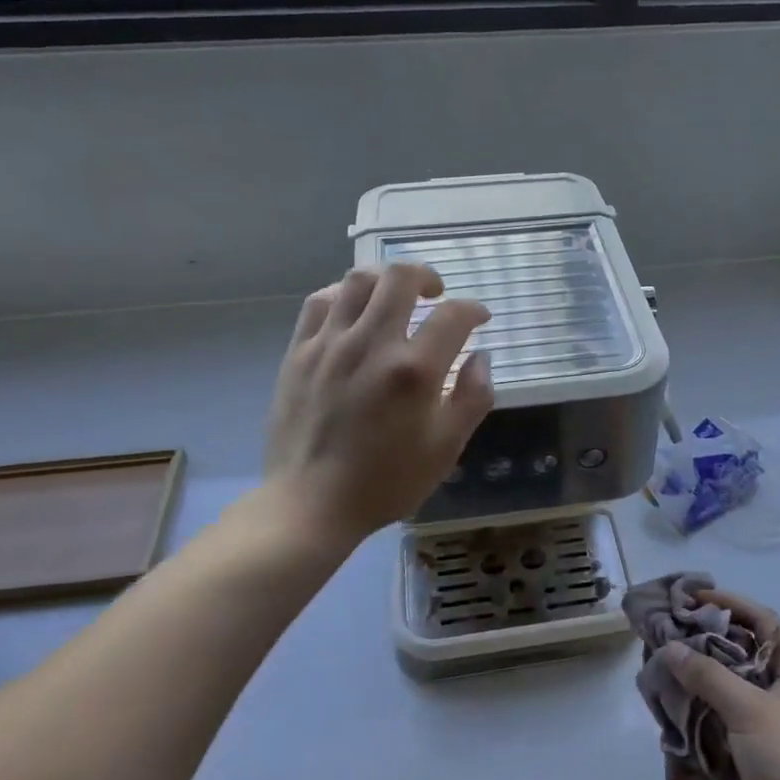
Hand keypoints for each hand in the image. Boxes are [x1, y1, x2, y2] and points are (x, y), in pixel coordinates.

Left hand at [262, 263, 493, 547]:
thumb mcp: (446, 449)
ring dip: (386, 279)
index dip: (474, 310)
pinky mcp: (299, 351)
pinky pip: (320, 301)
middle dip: (428, 275)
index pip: (454, 315)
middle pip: (401, 276)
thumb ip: (472, 398)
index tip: (479, 319)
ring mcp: (330, 344)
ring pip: (358, 279)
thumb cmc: (385, 482)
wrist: (310, 504)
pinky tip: (354, 311)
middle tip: (436, 294)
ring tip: (395, 297)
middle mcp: (372, 344)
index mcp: (414, 371)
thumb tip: (480, 358)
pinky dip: (344, 294)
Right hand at [658, 591, 779, 779]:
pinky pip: (733, 721)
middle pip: (748, 653)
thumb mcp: (746, 709)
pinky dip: (709, 714)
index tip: (695, 599)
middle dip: (711, 642)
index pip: (765, 621)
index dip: (732, 604)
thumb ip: (707, 675)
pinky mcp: (767, 756)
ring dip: (706, 680)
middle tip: (674, 635)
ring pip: (738, 689)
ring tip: (671, 671)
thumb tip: (670, 647)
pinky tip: (683, 715)